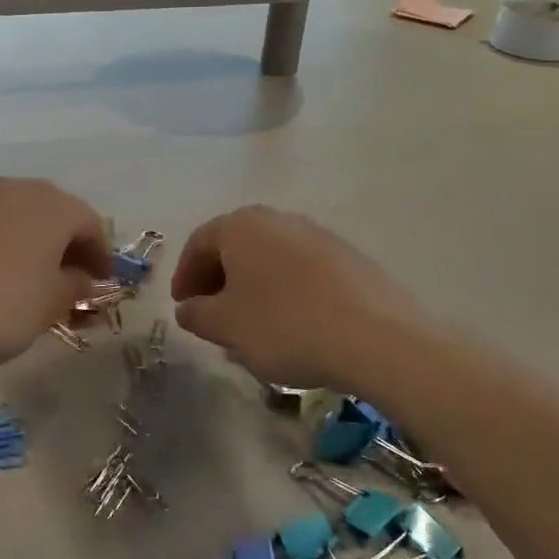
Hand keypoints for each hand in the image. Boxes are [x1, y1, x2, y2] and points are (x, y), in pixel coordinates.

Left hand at [0, 178, 111, 369]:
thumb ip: (75, 288)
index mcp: (54, 207)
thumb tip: (83, 279)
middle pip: (56, 214)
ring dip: (33, 244)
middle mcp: (19, 189)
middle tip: (69, 282)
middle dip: (67, 247)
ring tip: (28, 280)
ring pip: (20, 216)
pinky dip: (0, 244)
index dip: (100, 257)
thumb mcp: (47, 307)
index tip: (100, 286)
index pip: (91, 226)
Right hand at [171, 206, 419, 390]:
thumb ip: (197, 314)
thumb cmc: (285, 326)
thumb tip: (189, 308)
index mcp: (242, 226)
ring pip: (271, 258)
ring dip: (253, 286)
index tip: (182, 306)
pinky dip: (286, 291)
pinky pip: (302, 271)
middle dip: (219, 278)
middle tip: (211, 312)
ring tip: (251, 323)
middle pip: (236, 246)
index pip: (199, 243)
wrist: (377, 338)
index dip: (184, 276)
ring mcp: (319, 235)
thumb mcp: (226, 326)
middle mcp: (279, 219)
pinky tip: (292, 324)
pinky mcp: (350, 258)